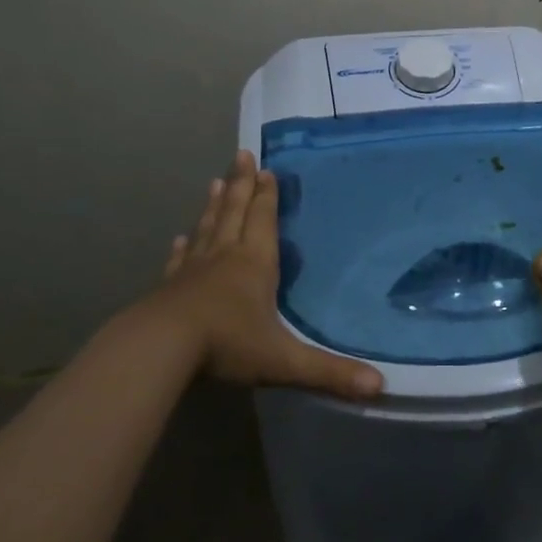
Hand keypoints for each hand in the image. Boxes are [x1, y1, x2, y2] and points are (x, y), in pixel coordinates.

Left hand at [143, 151, 382, 401]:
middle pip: (234, 212)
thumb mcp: (284, 361)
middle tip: (240, 155)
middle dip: (240, 185)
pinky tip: (179, 238)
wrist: (160, 348)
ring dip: (213, 205)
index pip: (263, 221)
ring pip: (207, 228)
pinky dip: (183, 246)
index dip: (266, 196)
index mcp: (255, 264)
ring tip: (214, 182)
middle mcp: (225, 257)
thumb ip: (330, 373)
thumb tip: (381, 387)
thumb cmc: (227, 344)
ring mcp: (193, 270)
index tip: (266, 170)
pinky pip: (179, 259)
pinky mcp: (169, 287)